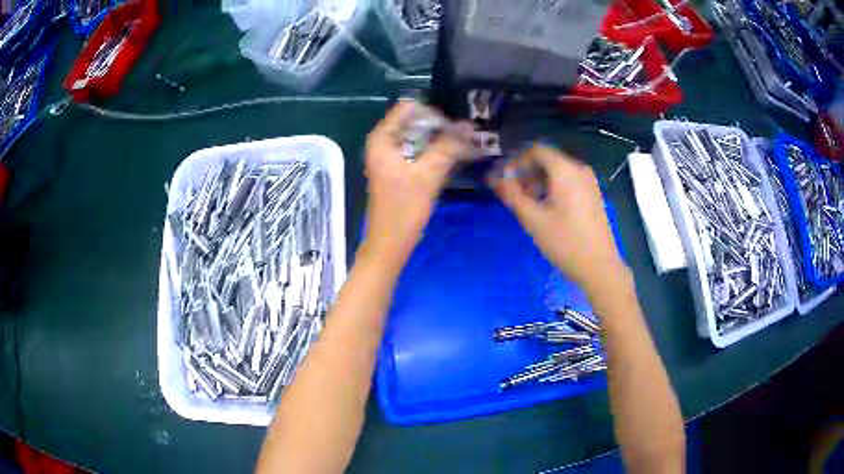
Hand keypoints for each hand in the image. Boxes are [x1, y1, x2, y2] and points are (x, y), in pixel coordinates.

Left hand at [361, 102, 467, 269]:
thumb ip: (447, 148)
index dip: (431, 111)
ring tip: (464, 140)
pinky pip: (417, 151)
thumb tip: (468, 126)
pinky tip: (453, 154)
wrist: (390, 244)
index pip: (406, 109)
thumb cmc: (404, 210)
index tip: (455, 119)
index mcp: (381, 140)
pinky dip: (433, 151)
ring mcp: (389, 158)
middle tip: (465, 130)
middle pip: (413, 122)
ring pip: (417, 138)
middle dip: (438, 125)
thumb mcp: (428, 176)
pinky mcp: (397, 170)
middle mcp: (382, 144)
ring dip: (438, 138)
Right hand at [491, 145, 624, 290]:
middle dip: (526, 172)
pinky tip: (546, 208)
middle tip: (512, 193)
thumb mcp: (533, 219)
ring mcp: (589, 181)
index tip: (503, 179)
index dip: (516, 161)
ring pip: (557, 171)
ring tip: (527, 203)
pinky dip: (552, 187)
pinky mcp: (592, 194)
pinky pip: (568, 181)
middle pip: (547, 160)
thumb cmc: (565, 242)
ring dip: (538, 181)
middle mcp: (579, 169)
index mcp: (565, 170)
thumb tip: (495, 179)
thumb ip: (512, 195)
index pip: (536, 151)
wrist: (599, 266)